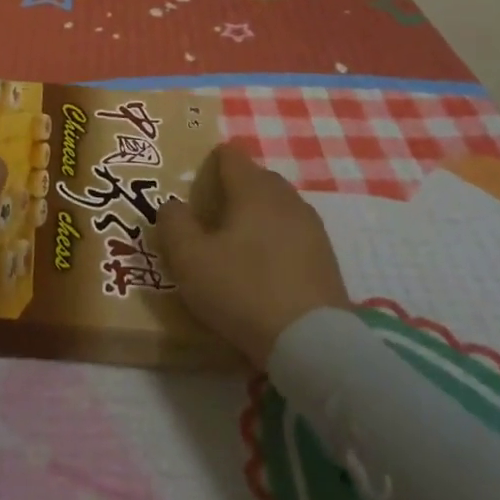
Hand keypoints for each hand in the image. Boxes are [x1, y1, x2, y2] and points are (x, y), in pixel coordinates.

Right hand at [159, 145, 350, 367]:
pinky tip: (265, 268)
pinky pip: (293, 233)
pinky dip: (276, 240)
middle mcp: (285, 197)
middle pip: (255, 178)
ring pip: (277, 206)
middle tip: (210, 218)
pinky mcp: (326, 257)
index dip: (209, 163)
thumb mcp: (190, 259)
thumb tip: (173, 205)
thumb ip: (174, 223)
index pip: (230, 155)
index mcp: (252, 188)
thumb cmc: (243, 290)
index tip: (194, 187)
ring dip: (256, 216)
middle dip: (233, 189)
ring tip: (236, 245)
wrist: (312, 343)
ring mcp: (311, 226)